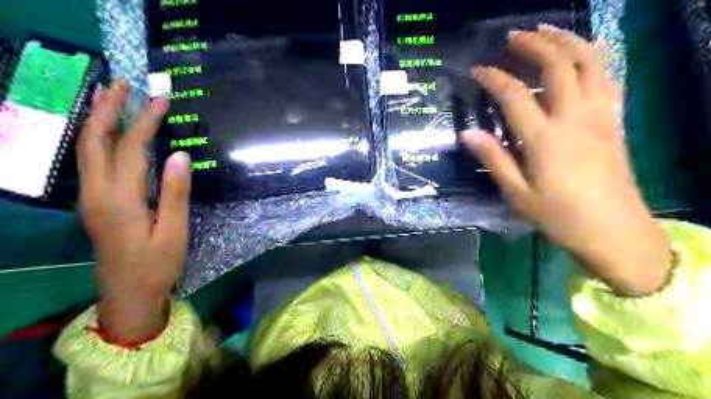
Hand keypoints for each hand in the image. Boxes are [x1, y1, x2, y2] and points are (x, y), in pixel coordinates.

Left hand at [78, 80, 191, 340]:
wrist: (127, 295)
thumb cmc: (157, 265)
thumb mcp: (175, 232)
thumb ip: (175, 193)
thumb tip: (178, 155)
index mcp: (121, 200)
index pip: (131, 149)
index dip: (146, 121)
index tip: (161, 99)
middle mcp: (98, 193)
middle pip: (94, 141)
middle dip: (107, 109)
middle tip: (121, 82)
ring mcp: (91, 198)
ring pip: (87, 150)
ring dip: (98, 120)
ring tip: (110, 96)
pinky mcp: (95, 204)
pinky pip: (92, 162)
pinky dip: (99, 139)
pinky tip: (109, 132)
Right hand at [469, 24, 672, 293]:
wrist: (615, 231)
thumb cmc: (560, 217)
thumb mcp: (518, 194)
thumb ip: (494, 159)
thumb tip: (467, 134)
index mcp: (544, 139)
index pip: (514, 95)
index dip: (493, 77)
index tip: (478, 70)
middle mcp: (574, 118)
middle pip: (557, 66)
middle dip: (533, 45)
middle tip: (512, 38)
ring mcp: (599, 116)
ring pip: (589, 63)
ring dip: (566, 41)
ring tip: (546, 32)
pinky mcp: (614, 121)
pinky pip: (607, 78)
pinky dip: (593, 58)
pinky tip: (581, 55)